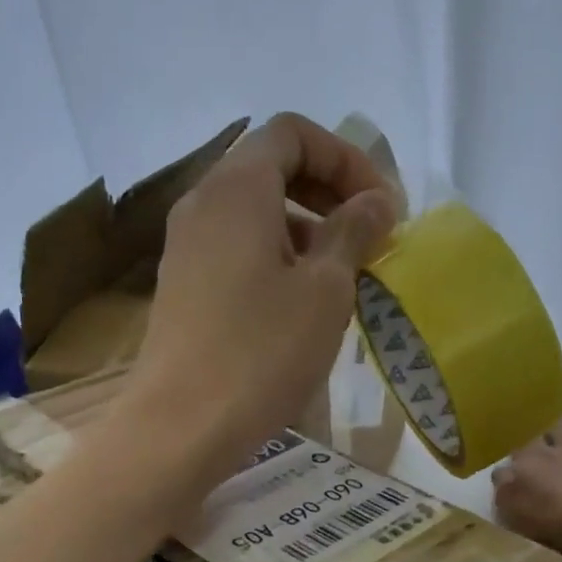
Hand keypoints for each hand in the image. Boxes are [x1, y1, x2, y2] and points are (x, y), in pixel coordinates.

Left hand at [120, 113, 396, 485]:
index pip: (293, 133)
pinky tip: (296, 312)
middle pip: (270, 170)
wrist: (180, 428)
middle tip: (366, 241)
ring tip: (338, 283)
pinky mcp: (180, 292)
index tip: (380, 208)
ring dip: (303, 235)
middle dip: (327, 196)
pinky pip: (234, 255)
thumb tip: (374, 203)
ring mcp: (184, 251)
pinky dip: (273, 263)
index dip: (346, 159)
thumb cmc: (261, 353)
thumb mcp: (325, 291)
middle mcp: (201, 206)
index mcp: (236, 188)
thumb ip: (353, 233)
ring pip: (253, 217)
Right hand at [491, 421, 561, 555]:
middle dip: (552, 434)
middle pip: (558, 428)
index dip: (519, 452)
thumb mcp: (509, 505)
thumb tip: (502, 472)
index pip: (522, 444)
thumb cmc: (546, 515)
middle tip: (548, 449)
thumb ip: (503, 485)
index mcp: (533, 457)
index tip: (516, 463)